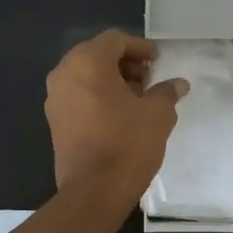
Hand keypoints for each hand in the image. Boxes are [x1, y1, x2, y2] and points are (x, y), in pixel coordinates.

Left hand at [45, 31, 188, 201]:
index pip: (115, 40)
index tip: (159, 62)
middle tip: (150, 79)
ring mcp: (55, 99)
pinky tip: (121, 116)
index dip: (140, 47)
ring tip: (139, 99)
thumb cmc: (127, 143)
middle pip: (97, 55)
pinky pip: (78, 96)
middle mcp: (64, 74)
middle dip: (125, 64)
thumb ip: (166, 92)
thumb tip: (178, 84)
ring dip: (112, 81)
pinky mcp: (54, 122)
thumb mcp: (157, 114)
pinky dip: (98, 97)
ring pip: (86, 76)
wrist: (93, 192)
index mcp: (86, 63)